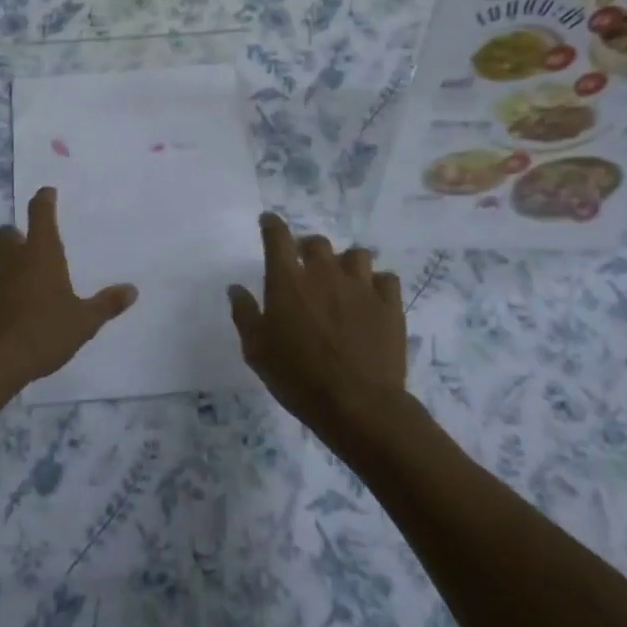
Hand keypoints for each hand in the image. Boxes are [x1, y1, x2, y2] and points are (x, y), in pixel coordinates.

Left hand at [0, 187, 137, 407]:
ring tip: (7, 288)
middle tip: (28, 259)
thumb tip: (132, 290)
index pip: (42, 213)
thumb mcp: (82, 324)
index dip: (44, 200)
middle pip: (9, 234)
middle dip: (18, 241)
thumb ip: (106, 305)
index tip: (46, 193)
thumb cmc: (41, 336)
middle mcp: (7, 254)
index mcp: (40, 253)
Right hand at [228, 213, 408, 445]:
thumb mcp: (256, 350)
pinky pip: (386, 279)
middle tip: (305, 264)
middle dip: (308, 248)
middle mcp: (324, 274)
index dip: (272, 225)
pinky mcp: (390, 305)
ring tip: (342, 280)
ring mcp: (361, 287)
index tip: (268, 222)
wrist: (357, 404)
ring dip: (345, 263)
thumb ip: (245, 314)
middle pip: (317, 243)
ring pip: (356, 255)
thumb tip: (236, 288)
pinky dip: (377, 283)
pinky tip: (371, 298)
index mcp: (288, 281)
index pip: (278, 237)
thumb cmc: (297, 377)